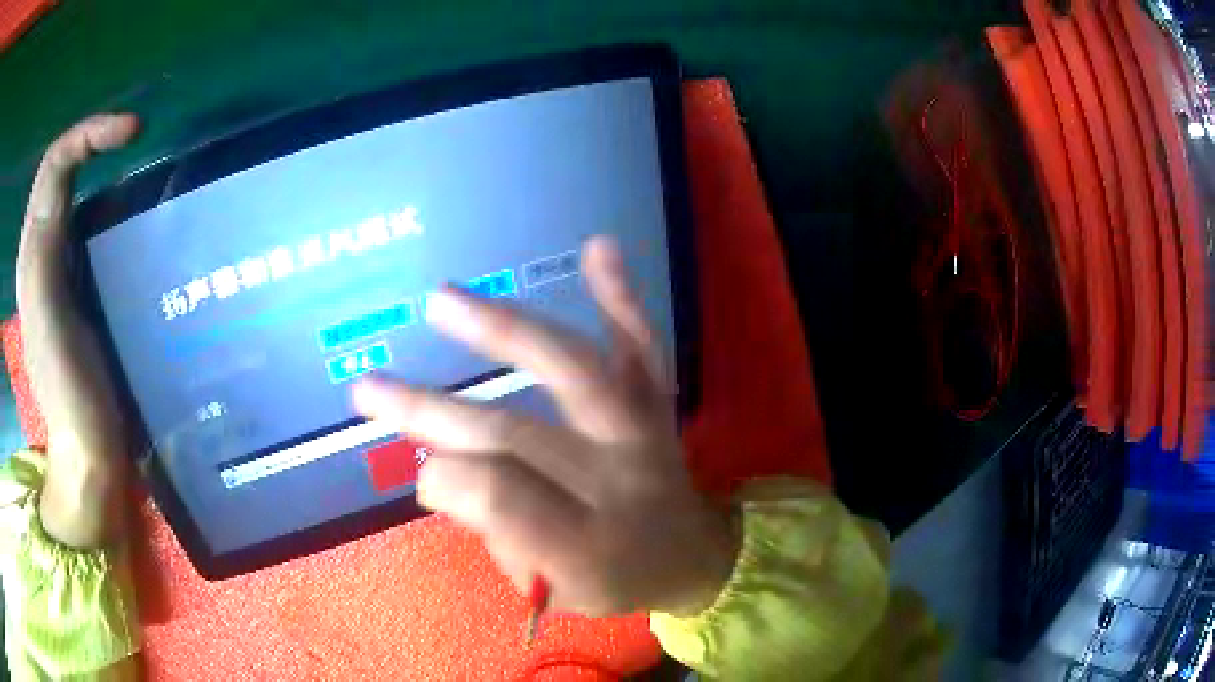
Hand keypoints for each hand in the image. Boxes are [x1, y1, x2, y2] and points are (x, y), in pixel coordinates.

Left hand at [16, 113, 139, 547]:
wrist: (85, 456)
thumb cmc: (68, 395)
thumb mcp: (47, 322)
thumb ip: (42, 255)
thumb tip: (61, 182)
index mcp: (33, 256)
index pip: (54, 165)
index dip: (90, 132)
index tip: (134, 132)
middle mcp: (40, 254)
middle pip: (61, 172)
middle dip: (95, 141)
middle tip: (134, 143)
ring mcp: (57, 273)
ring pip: (71, 194)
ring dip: (100, 168)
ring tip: (135, 170)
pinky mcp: (75, 290)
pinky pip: (84, 227)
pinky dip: (105, 205)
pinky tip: (128, 220)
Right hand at [352, 237, 738, 616]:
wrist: (695, 556)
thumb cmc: (618, 579)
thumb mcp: (556, 590)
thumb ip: (498, 537)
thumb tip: (435, 472)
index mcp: (589, 546)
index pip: (502, 500)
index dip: (446, 480)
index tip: (417, 471)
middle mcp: (617, 481)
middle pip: (517, 435)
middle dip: (432, 410)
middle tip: (368, 388)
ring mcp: (641, 433)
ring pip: (572, 371)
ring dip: (503, 332)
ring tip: (441, 299)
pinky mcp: (657, 405)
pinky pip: (641, 348)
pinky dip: (620, 299)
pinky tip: (596, 248)